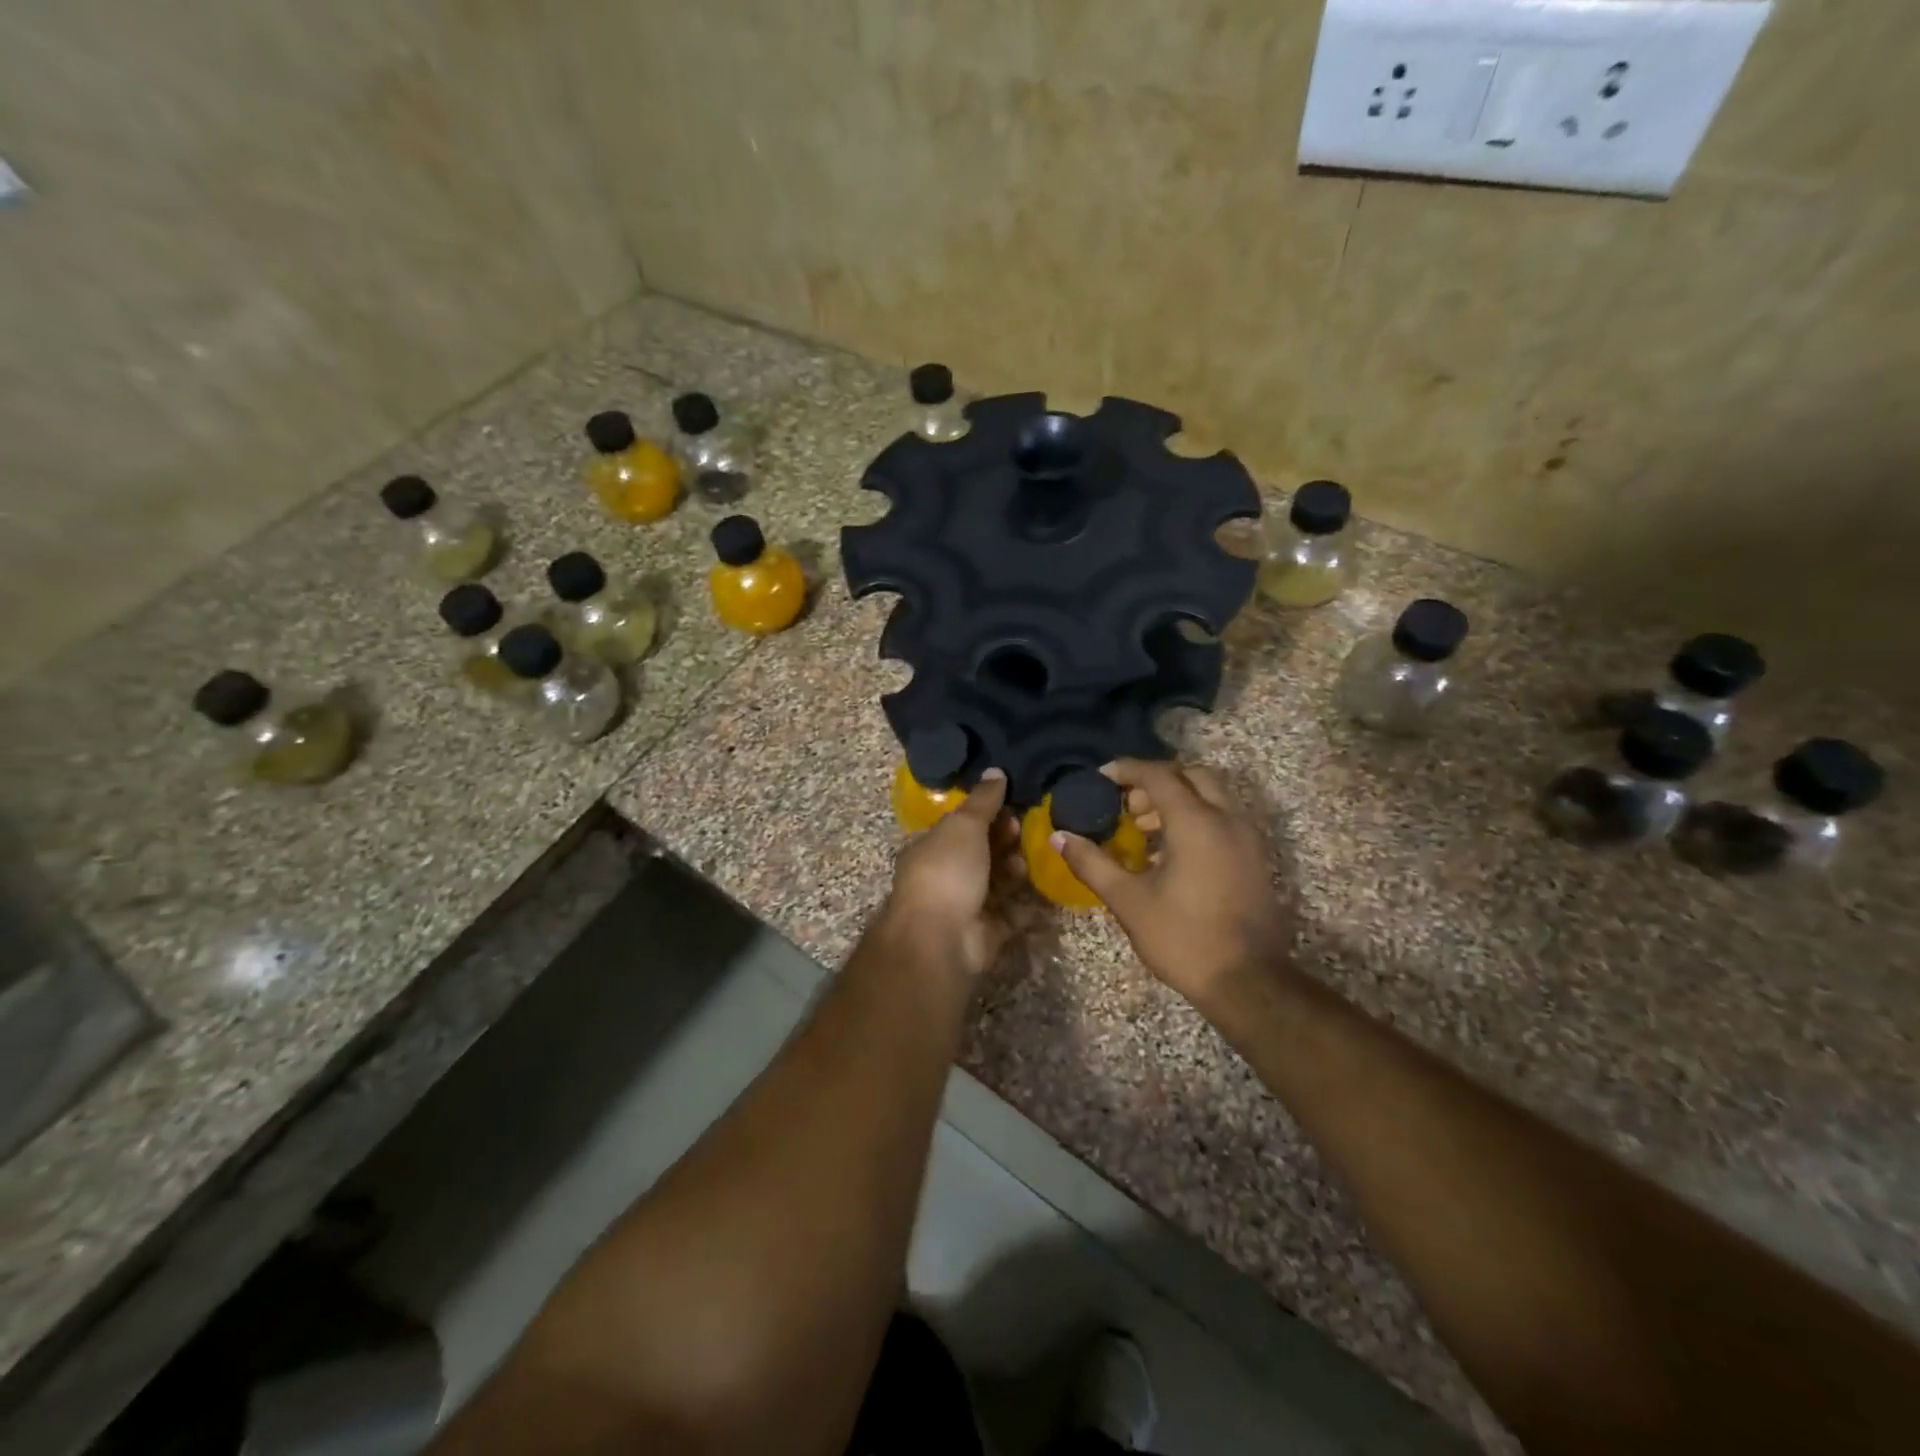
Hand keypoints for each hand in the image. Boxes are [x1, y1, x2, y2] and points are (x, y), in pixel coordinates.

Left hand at [884, 769, 1014, 977]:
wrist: (941, 939)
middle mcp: (946, 876)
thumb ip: (982, 800)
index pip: (961, 825)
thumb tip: (995, 771)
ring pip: (998, 883)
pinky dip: (1030, 908)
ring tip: (1032, 861)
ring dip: (1017, 871)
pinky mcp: (987, 933)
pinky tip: (1049, 894)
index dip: (986, 814)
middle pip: (982, 854)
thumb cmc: (946, 872)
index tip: (1013, 804)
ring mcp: (966, 906)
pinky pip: (1013, 915)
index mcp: (931, 848)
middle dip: (1005, 841)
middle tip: (1026, 830)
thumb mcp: (963, 826)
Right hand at [1053, 760, 1291, 1006]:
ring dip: (1178, 800)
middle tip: (1128, 805)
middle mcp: (1227, 819)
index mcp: (1196, 822)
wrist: (1248, 983)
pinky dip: (1197, 819)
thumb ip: (1092, 863)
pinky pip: (1224, 819)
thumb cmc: (1183, 938)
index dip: (1126, 770)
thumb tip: (1059, 837)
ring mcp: (1248, 839)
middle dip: (1157, 781)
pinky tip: (1171, 853)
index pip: (1159, 776)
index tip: (1100, 778)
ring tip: (1144, 830)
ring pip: (1212, 796)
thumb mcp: (1128, 900)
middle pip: (1192, 776)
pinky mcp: (1255, 859)